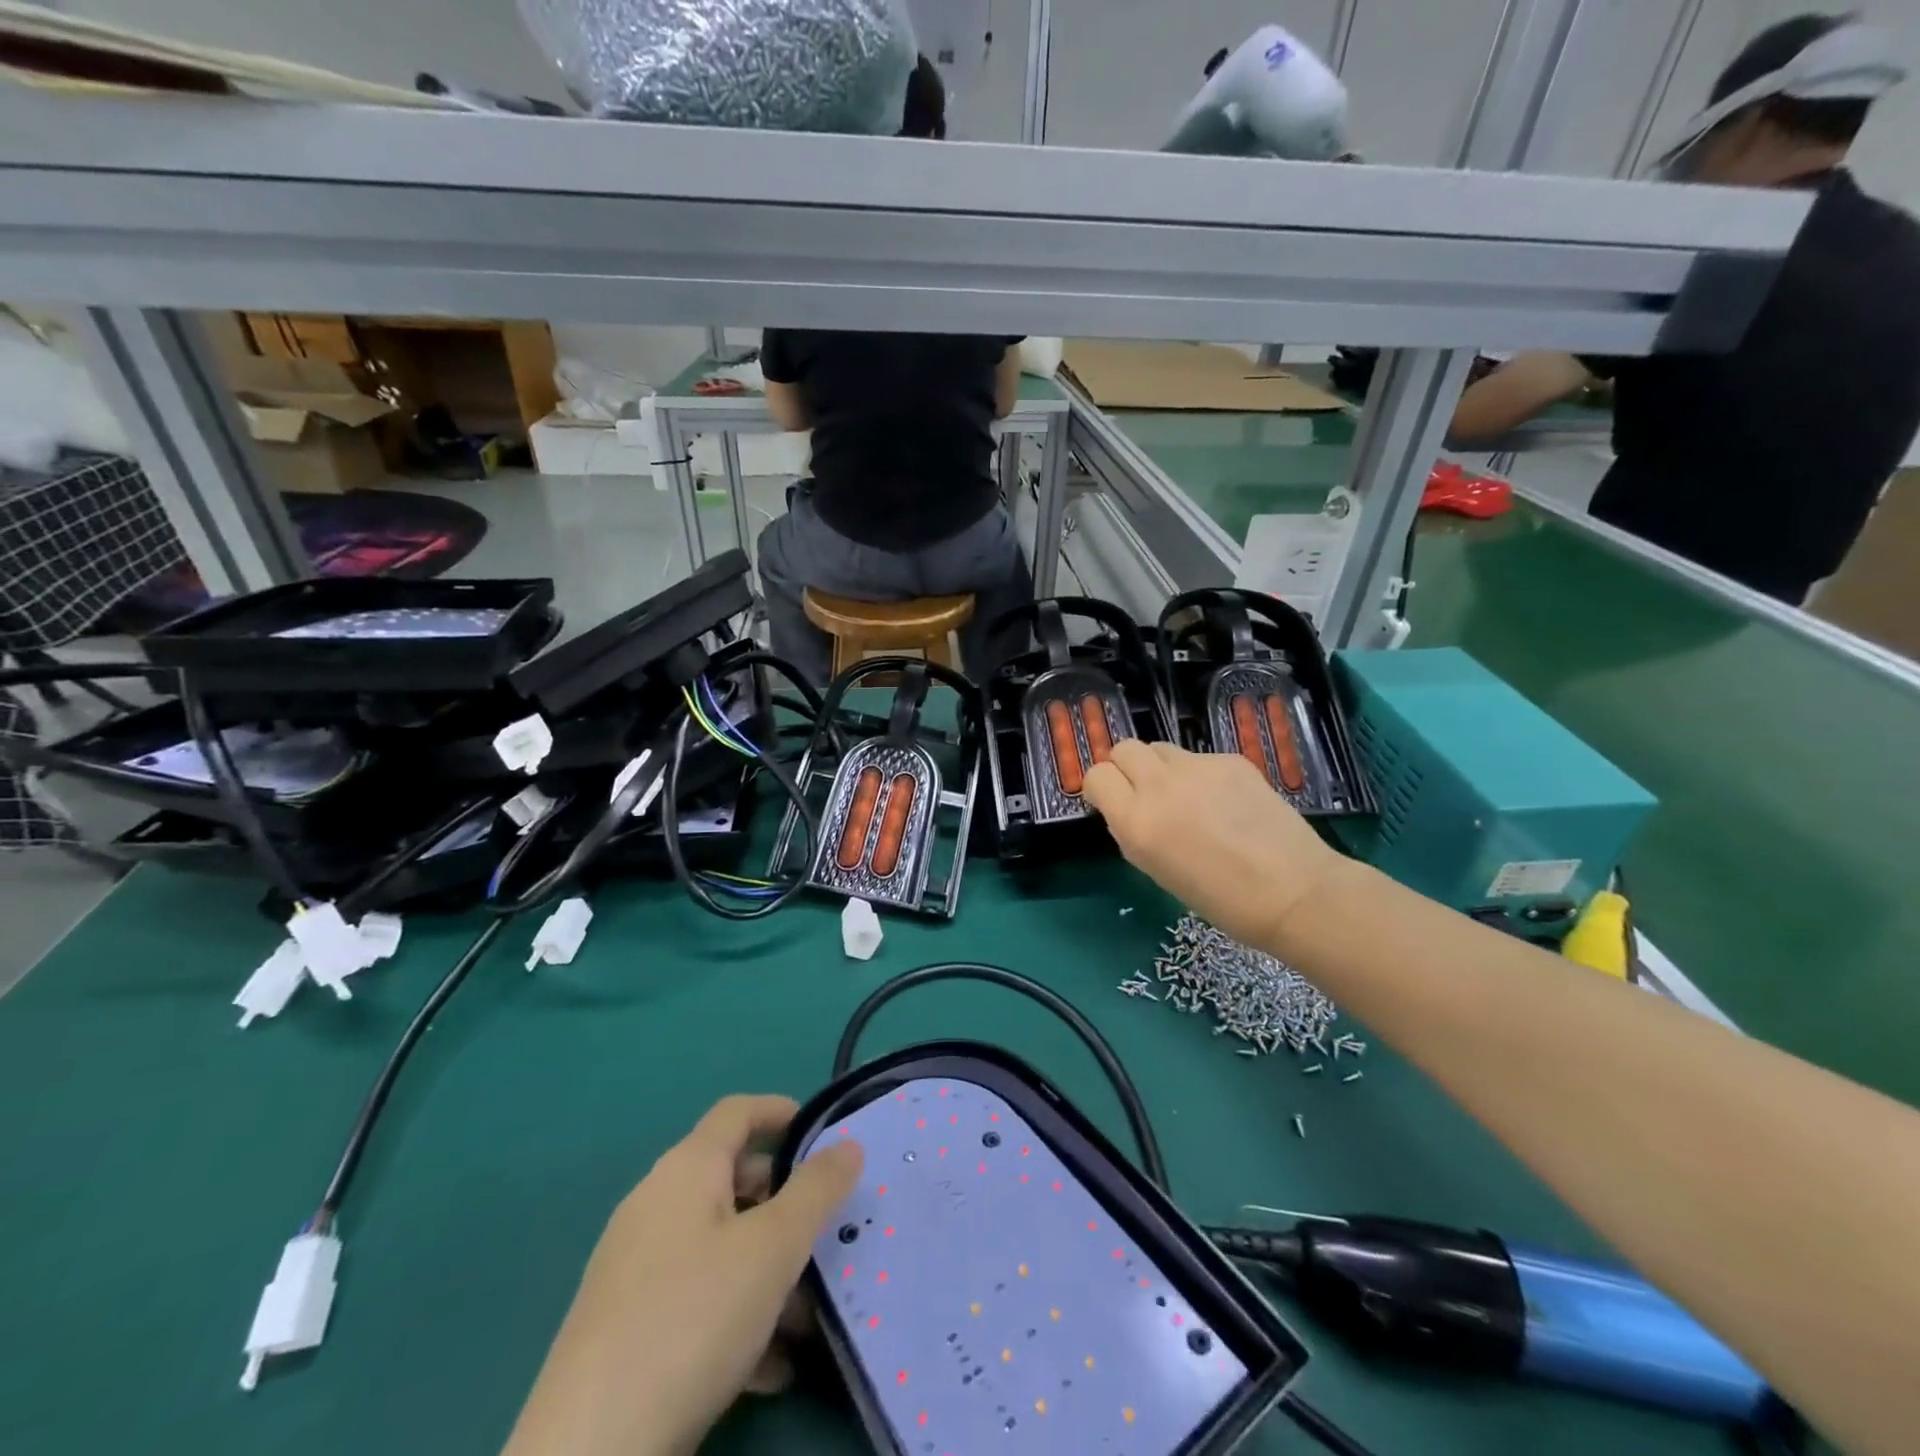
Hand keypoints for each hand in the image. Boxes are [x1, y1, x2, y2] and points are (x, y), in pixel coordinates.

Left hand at [502, 1095, 862, 1455]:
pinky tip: (769, 1369)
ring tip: (807, 1318)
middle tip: (826, 1236)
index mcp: (686, 1171)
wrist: (589, 1454)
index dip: (781, 1112)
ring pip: (719, 1247)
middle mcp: (655, 1206)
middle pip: (732, 1181)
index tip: (824, 1136)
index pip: (737, 1112)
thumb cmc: (693, 1319)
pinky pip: (696, 1299)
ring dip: (767, 1271)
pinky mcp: (625, 1329)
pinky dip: (736, 1316)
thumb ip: (817, 1190)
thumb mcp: (774, 1248)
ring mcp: (635, 1269)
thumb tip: (847, 1144)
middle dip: (784, 1206)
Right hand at [1083, 740, 1343, 951]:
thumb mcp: (1156, 870)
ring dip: (1161, 768)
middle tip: (1144, 793)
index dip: (1101, 787)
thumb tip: (1127, 808)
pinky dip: (1201, 775)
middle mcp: (1159, 786)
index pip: (1096, 775)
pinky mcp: (1230, 759)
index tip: (1112, 802)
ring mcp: (1197, 767)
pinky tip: (1225, 802)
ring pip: (1161, 748)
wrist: (1292, 891)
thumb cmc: (1219, 899)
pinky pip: (1199, 758)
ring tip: (1185, 796)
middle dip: (1126, 767)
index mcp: (1135, 822)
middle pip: (1124, 749)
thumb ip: (1133, 831)